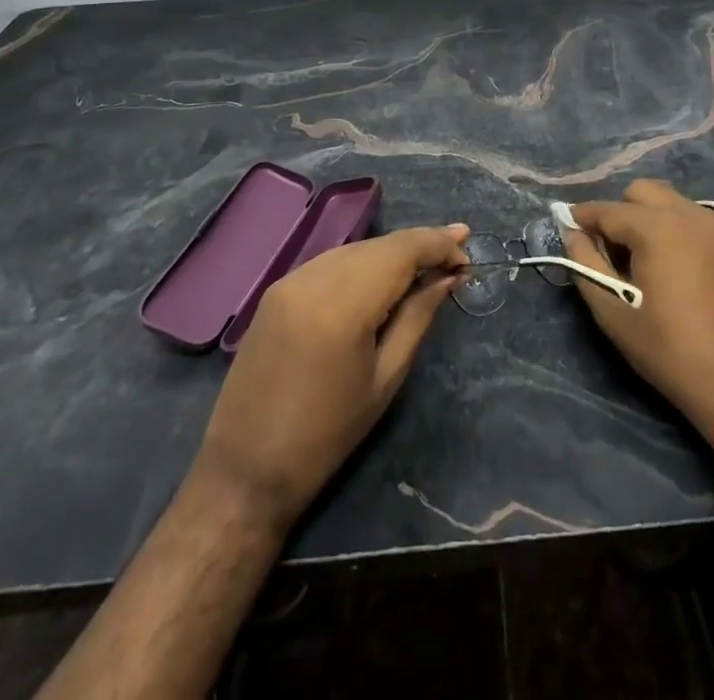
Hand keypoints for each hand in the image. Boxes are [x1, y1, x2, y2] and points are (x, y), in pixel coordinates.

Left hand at [192, 224, 468, 533]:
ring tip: (425, 268)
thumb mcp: (386, 377)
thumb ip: (418, 316)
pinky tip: (380, 280)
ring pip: (355, 249)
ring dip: (391, 254)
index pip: (402, 250)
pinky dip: (362, 264)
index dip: (438, 244)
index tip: (467, 254)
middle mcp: (313, 277)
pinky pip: (331, 262)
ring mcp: (290, 279)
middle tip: (456, 257)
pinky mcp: (276, 289)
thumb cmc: (327, 434)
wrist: (245, 469)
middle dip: (419, 246)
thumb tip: (449, 276)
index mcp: (343, 303)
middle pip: (380, 244)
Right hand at [566, 180, 713, 440]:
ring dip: (657, 219)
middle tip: (614, 247)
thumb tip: (572, 233)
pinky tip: (690, 270)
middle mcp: (693, 214)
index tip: (569, 225)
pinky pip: (708, 225)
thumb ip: (586, 265)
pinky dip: (689, 235)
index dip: (584, 217)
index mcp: (658, 227)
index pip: (609, 210)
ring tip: (652, 259)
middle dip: (622, 210)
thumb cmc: (672, 352)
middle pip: (645, 192)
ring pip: (679, 204)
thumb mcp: (615, 315)